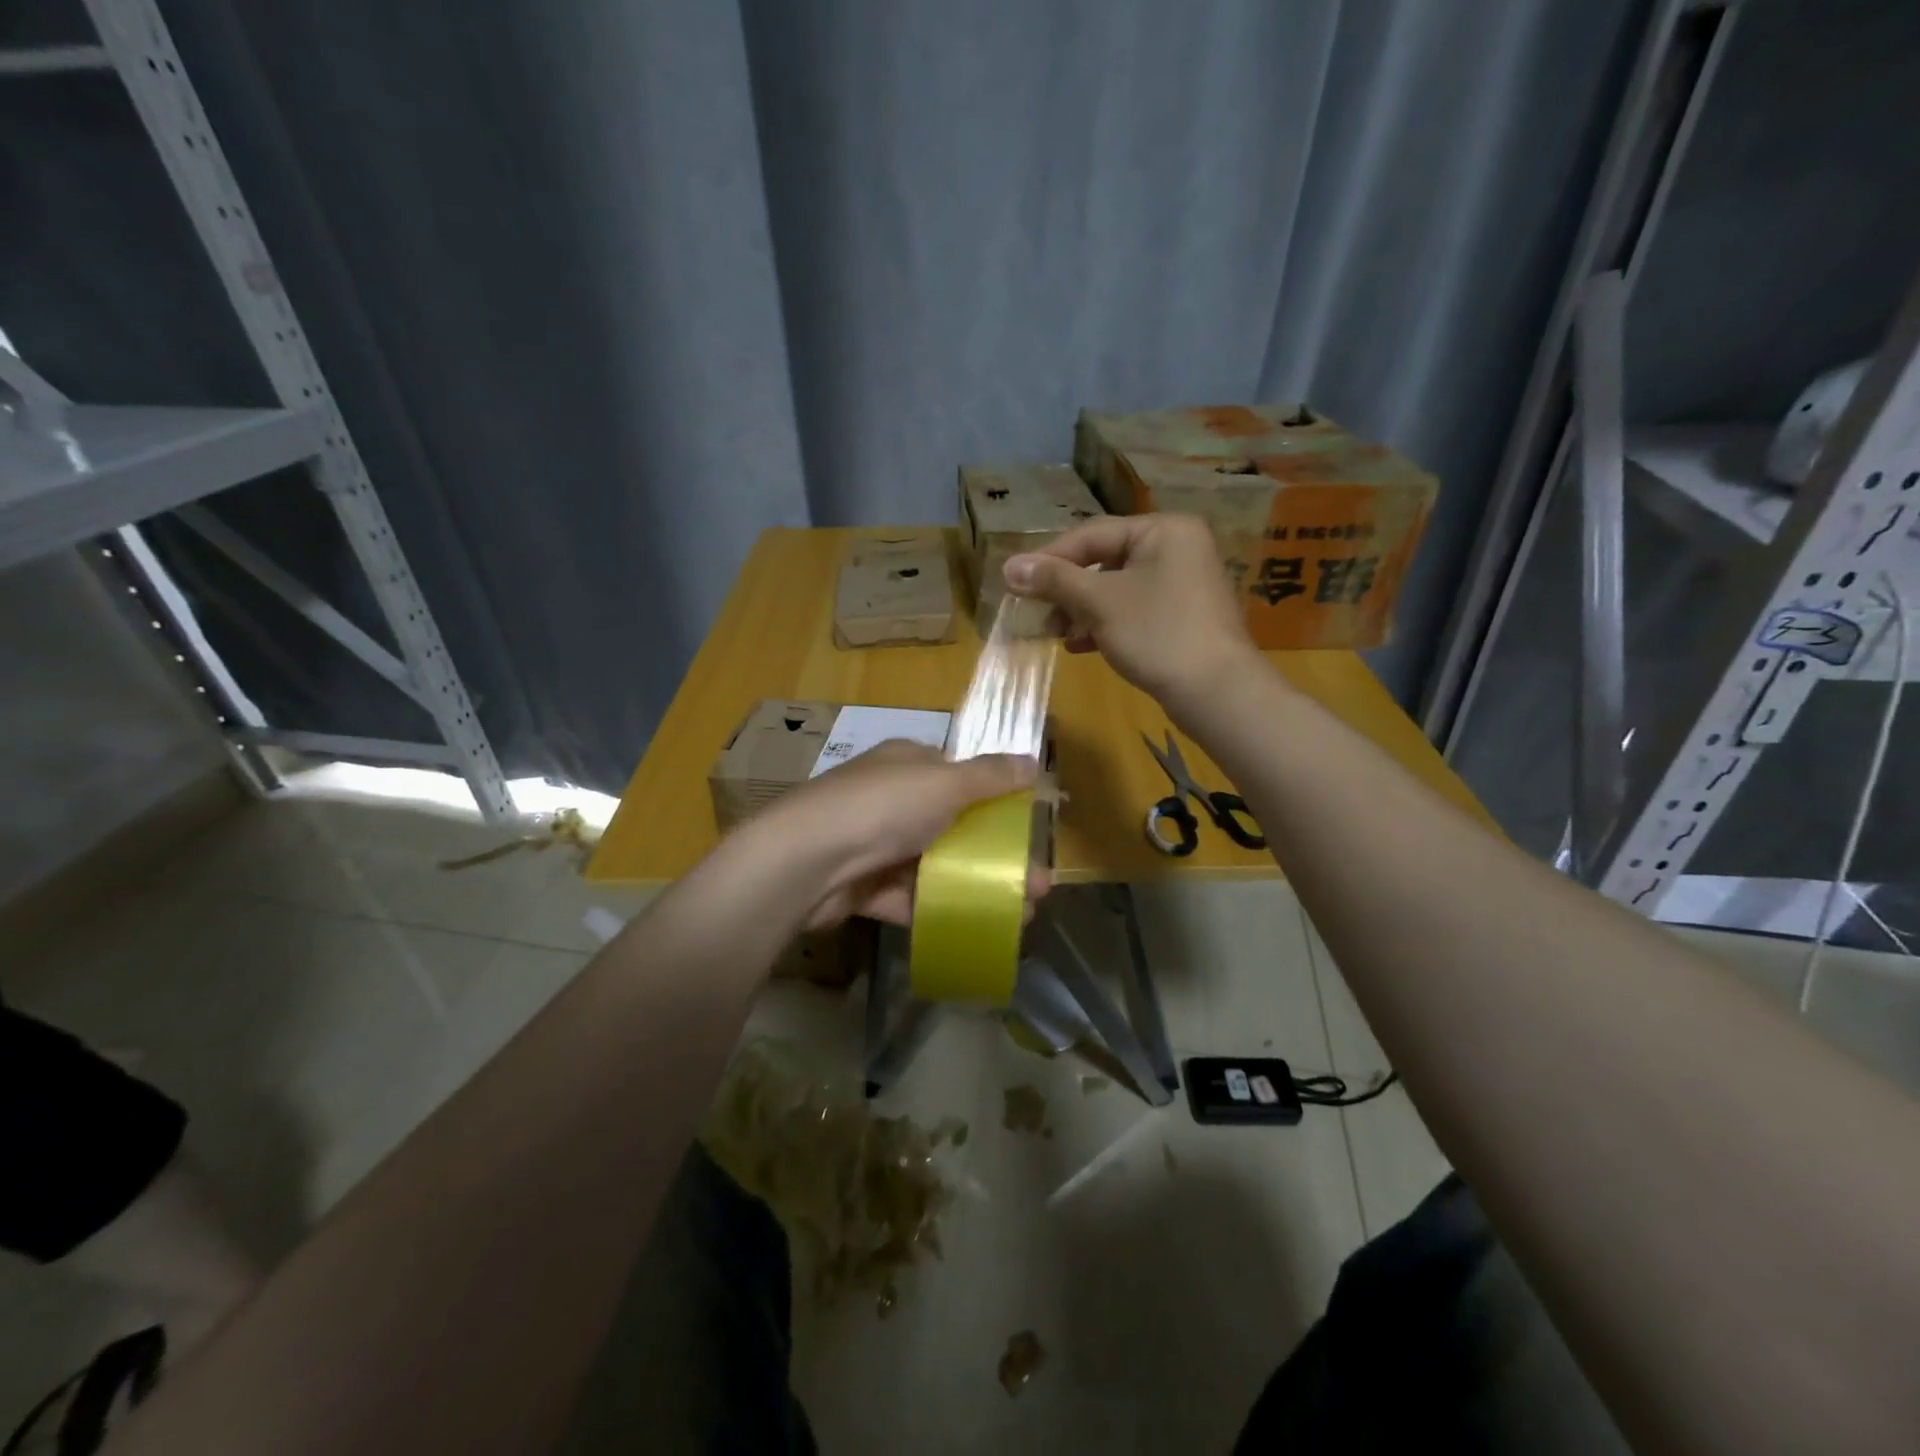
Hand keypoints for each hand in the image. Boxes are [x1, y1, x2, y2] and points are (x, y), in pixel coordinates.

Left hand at [754, 741, 1049, 929]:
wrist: (806, 861)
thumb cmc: (883, 808)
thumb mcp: (946, 783)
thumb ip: (991, 776)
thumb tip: (1033, 760)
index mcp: (908, 763)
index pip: (958, 775)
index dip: (995, 799)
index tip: (1027, 828)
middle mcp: (891, 799)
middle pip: (952, 825)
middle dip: (995, 853)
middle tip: (1036, 884)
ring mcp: (875, 843)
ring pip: (935, 865)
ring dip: (976, 886)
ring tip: (1021, 914)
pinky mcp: (863, 885)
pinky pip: (909, 896)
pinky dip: (940, 909)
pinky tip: (977, 926)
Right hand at [1003, 514, 1260, 709]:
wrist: (1216, 692)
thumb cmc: (1157, 634)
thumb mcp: (1099, 603)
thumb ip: (1054, 581)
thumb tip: (1008, 567)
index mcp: (1163, 530)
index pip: (1092, 534)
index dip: (1049, 558)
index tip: (1015, 582)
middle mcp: (1176, 548)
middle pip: (1103, 561)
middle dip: (1065, 590)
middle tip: (1035, 613)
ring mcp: (1181, 584)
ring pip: (1116, 589)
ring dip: (1080, 610)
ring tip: (1053, 634)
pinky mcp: (1180, 617)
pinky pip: (1132, 611)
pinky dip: (1103, 625)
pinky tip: (1078, 646)